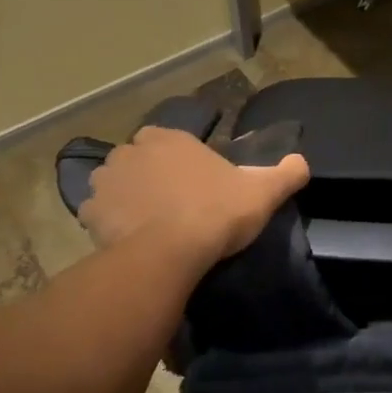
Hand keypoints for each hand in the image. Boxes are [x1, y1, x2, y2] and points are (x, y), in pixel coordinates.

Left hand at [77, 127, 309, 270]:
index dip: (178, 160)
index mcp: (169, 138)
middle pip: (138, 159)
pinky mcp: (89, 214)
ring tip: (146, 221)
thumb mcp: (263, 192)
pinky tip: (126, 238)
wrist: (169, 254)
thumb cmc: (216, 212)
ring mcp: (106, 181)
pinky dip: (108, 221)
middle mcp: (132, 151)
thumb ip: (287, 172)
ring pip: (114, 183)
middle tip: (171, 202)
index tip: (193, 182)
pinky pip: (97, 213)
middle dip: (149, 175)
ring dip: (125, 196)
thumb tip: (302, 163)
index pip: (167, 139)